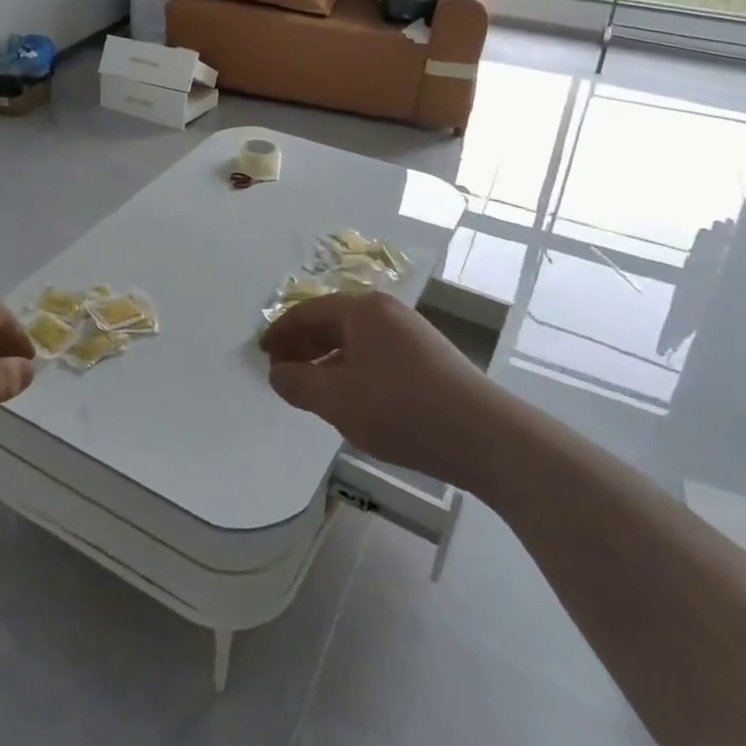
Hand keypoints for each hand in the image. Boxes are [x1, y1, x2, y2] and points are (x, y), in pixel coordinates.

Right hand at [261, 290, 488, 480]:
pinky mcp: (428, 357)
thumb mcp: (337, 399)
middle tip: (281, 371)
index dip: (280, 333)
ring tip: (311, 387)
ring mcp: (411, 333)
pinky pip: (376, 354)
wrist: (484, 435)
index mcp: (361, 309)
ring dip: (327, 359)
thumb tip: (277, 373)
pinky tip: (351, 396)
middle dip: (303, 345)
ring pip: (355, 340)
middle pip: (332, 322)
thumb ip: (298, 384)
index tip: (261, 354)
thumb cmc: (400, 409)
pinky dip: (352, 368)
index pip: (307, 313)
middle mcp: (385, 311)